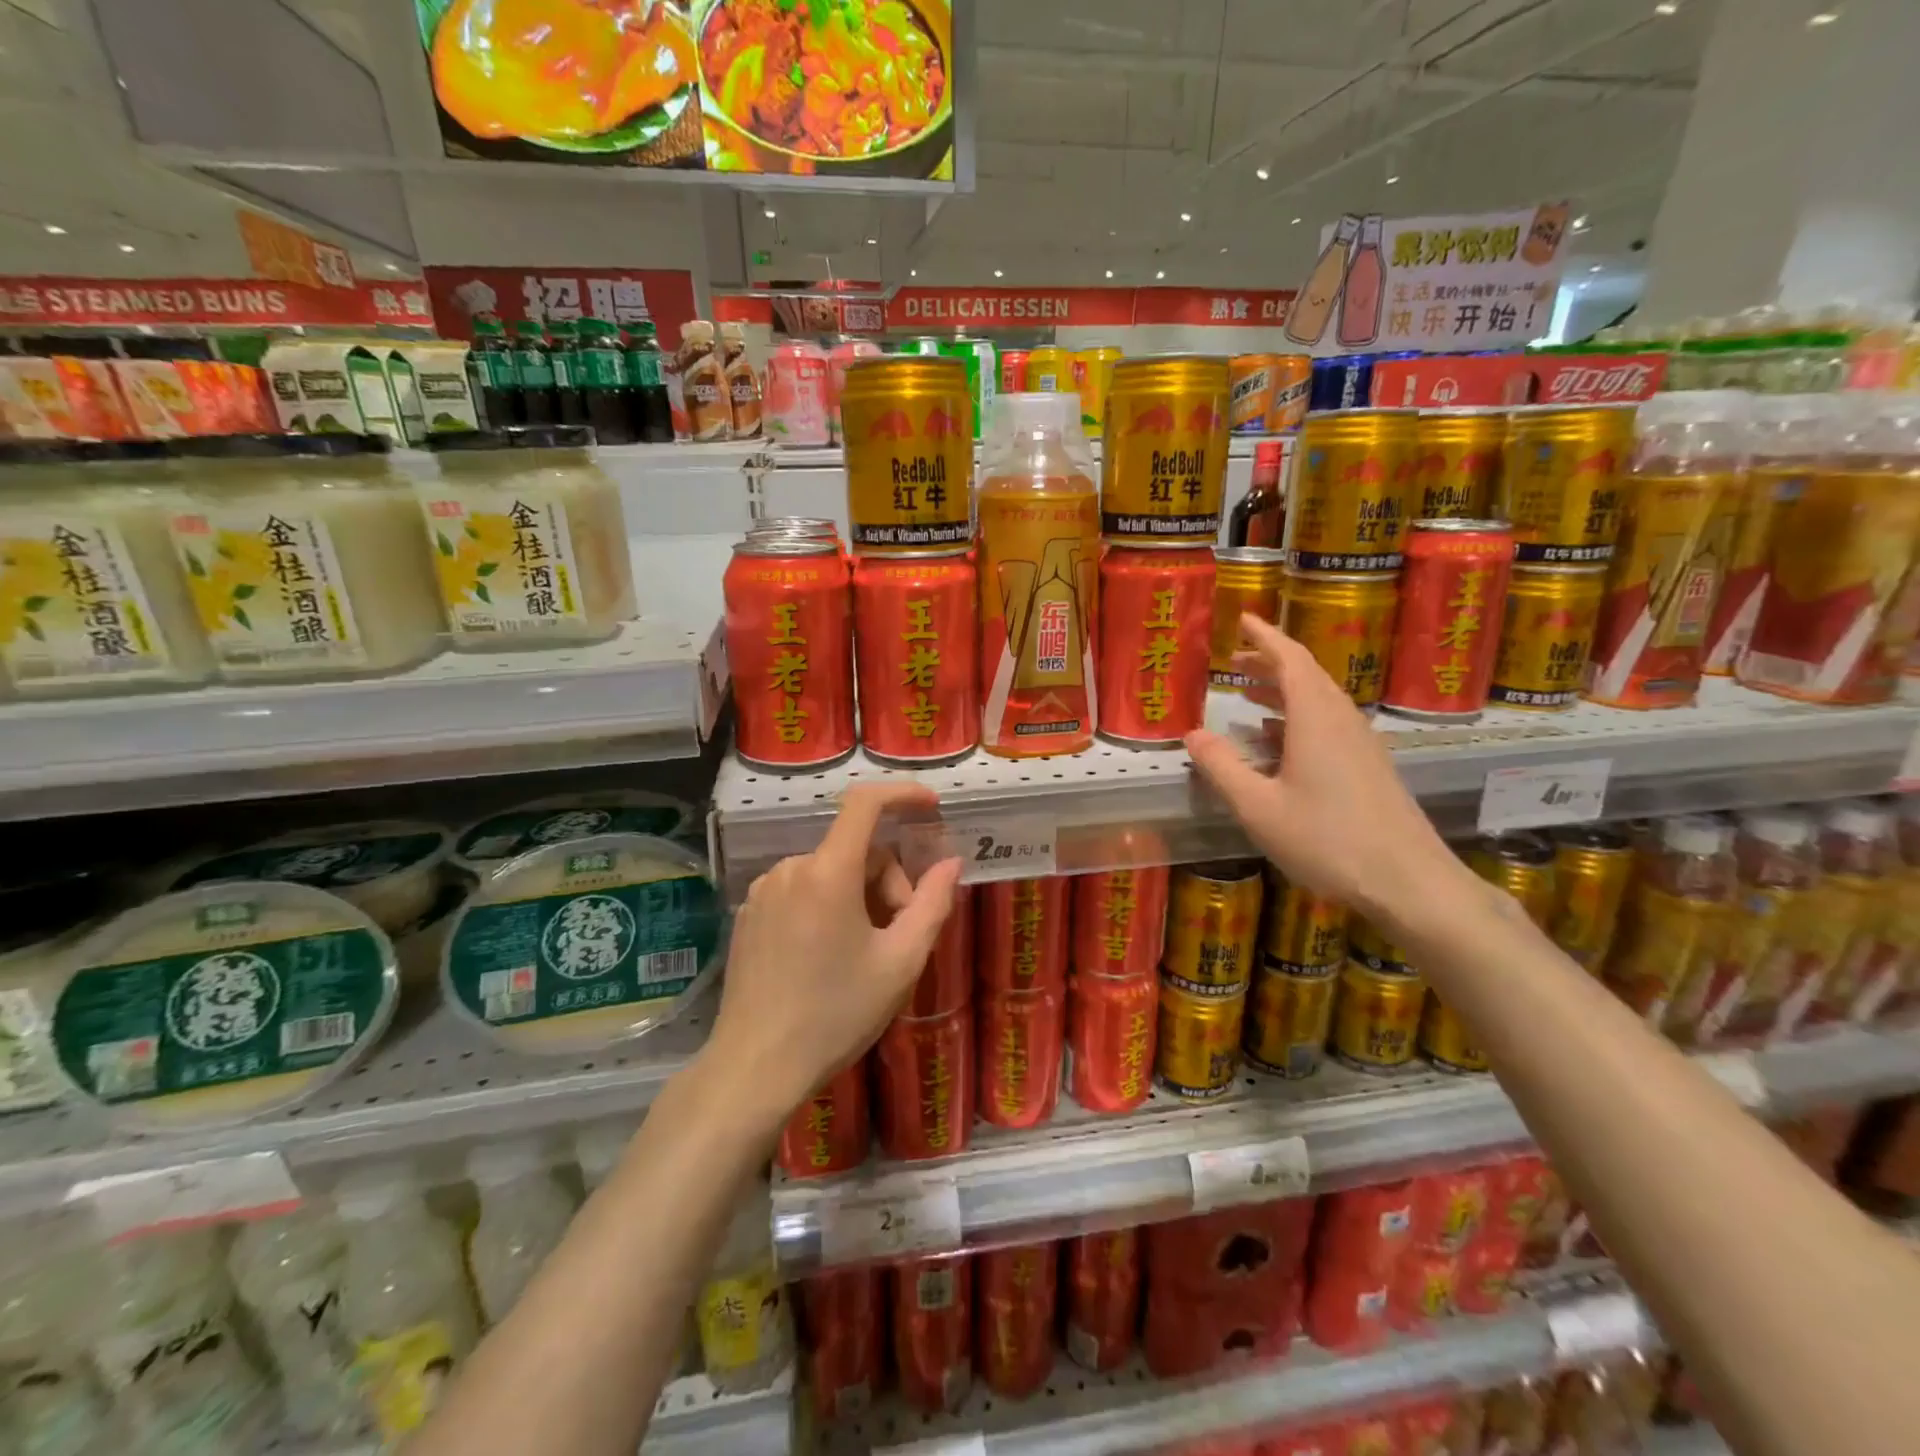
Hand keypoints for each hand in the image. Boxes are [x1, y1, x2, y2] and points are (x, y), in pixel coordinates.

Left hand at [710, 783, 961, 1120]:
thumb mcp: (901, 962)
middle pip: (855, 850)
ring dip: (858, 896)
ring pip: (829, 871)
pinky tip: (826, 956)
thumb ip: (933, 903)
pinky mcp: (748, 913)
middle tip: (899, 934)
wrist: (755, 1067)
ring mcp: (763, 890)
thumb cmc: (837, 1014)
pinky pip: (801, 889)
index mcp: (828, 872)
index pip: (865, 803)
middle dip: (887, 881)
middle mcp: (791, 868)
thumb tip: (950, 862)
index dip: (902, 794)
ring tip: (863, 953)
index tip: (931, 808)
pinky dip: (827, 905)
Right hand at [1184, 614, 1467, 930]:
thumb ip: (1222, 768)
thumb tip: (1193, 733)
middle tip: (1233, 660)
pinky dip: (1298, 717)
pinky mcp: (1369, 767)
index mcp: (1316, 719)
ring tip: (1248, 694)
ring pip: (1319, 700)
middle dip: (1269, 662)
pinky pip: (1329, 724)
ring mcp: (1361, 744)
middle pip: (1306, 675)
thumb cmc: (1327, 840)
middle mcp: (1342, 721)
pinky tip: (1277, 741)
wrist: (1409, 881)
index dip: (1265, 637)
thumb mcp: (1259, 807)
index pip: (1290, 659)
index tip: (1242, 618)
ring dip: (1283, 689)